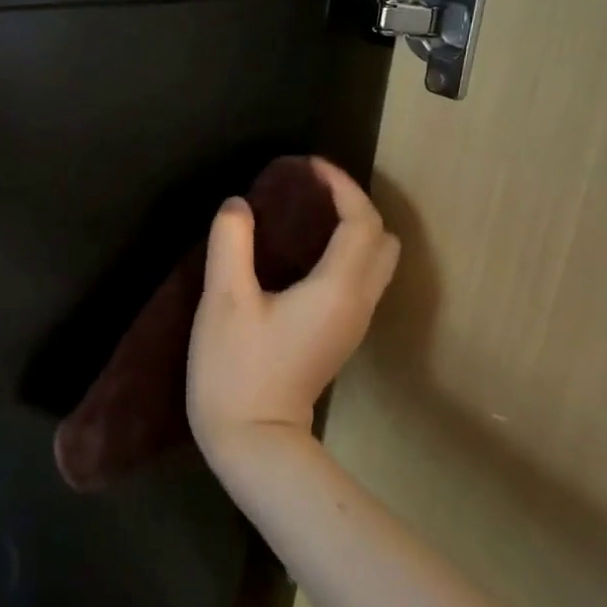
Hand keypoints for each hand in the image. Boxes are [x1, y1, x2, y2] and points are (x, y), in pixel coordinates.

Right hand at [186, 158, 398, 458]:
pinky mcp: (338, 337)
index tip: (307, 166)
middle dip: (354, 205)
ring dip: (351, 229)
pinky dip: (343, 253)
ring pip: (375, 263)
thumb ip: (232, 242)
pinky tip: (303, 252)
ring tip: (306, 213)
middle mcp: (358, 303)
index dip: (341, 185)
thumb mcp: (225, 300)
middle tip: (311, 190)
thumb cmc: (238, 368)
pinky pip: (358, 280)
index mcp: (337, 289)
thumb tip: (239, 204)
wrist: (254, 440)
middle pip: (381, 241)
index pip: (361, 222)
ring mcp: (352, 324)